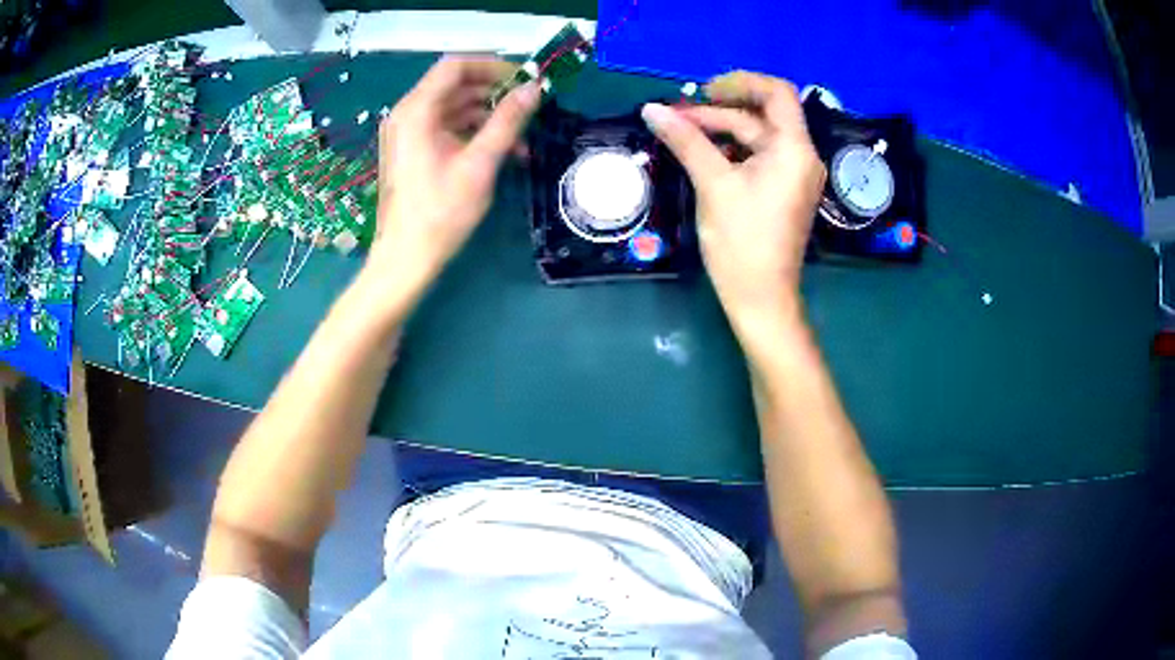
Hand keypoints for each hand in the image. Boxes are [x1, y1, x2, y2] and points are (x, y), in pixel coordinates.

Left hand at [367, 56, 539, 295]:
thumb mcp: (480, 164)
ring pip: (455, 107)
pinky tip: (504, 152)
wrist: (405, 258)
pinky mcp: (415, 149)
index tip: (525, 80)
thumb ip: (508, 121)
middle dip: (495, 92)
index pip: (455, 66)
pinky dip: (475, 133)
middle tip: (530, 106)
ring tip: (523, 137)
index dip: (493, 66)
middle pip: (456, 85)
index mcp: (417, 111)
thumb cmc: (440, 213)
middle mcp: (408, 114)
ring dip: (489, 116)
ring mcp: (409, 132)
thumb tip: (535, 89)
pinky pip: (448, 127)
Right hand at [641, 71, 824, 325]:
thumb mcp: (712, 184)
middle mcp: (801, 156)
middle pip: (760, 116)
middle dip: (718, 113)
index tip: (703, 92)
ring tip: (680, 134)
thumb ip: (685, 140)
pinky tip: (702, 154)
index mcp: (794, 149)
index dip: (740, 82)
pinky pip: (758, 157)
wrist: (761, 299)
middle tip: (675, 119)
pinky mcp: (783, 190)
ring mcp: (794, 175)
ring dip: (720, 131)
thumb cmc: (741, 242)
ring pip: (756, 137)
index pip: (777, 93)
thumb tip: (651, 109)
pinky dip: (731, 150)